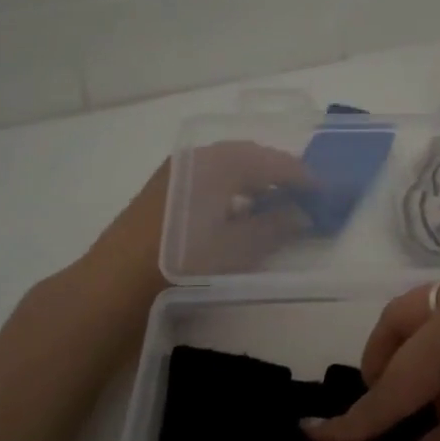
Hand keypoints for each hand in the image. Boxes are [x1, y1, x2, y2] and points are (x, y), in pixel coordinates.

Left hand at [86, 143, 315, 294]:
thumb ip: (276, 226)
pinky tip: (236, 213)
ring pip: (226, 167)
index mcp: (219, 163)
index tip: (324, 192)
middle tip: (303, 195)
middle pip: (248, 158)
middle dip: (278, 175)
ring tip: (274, 205)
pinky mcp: (161, 189)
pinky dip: (230, 189)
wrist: (115, 283)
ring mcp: (175, 171)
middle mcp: (197, 157)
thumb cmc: (183, 263)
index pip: (272, 162)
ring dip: (253, 182)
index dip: (301, 177)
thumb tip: (302, 214)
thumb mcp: (238, 248)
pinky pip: (207, 178)